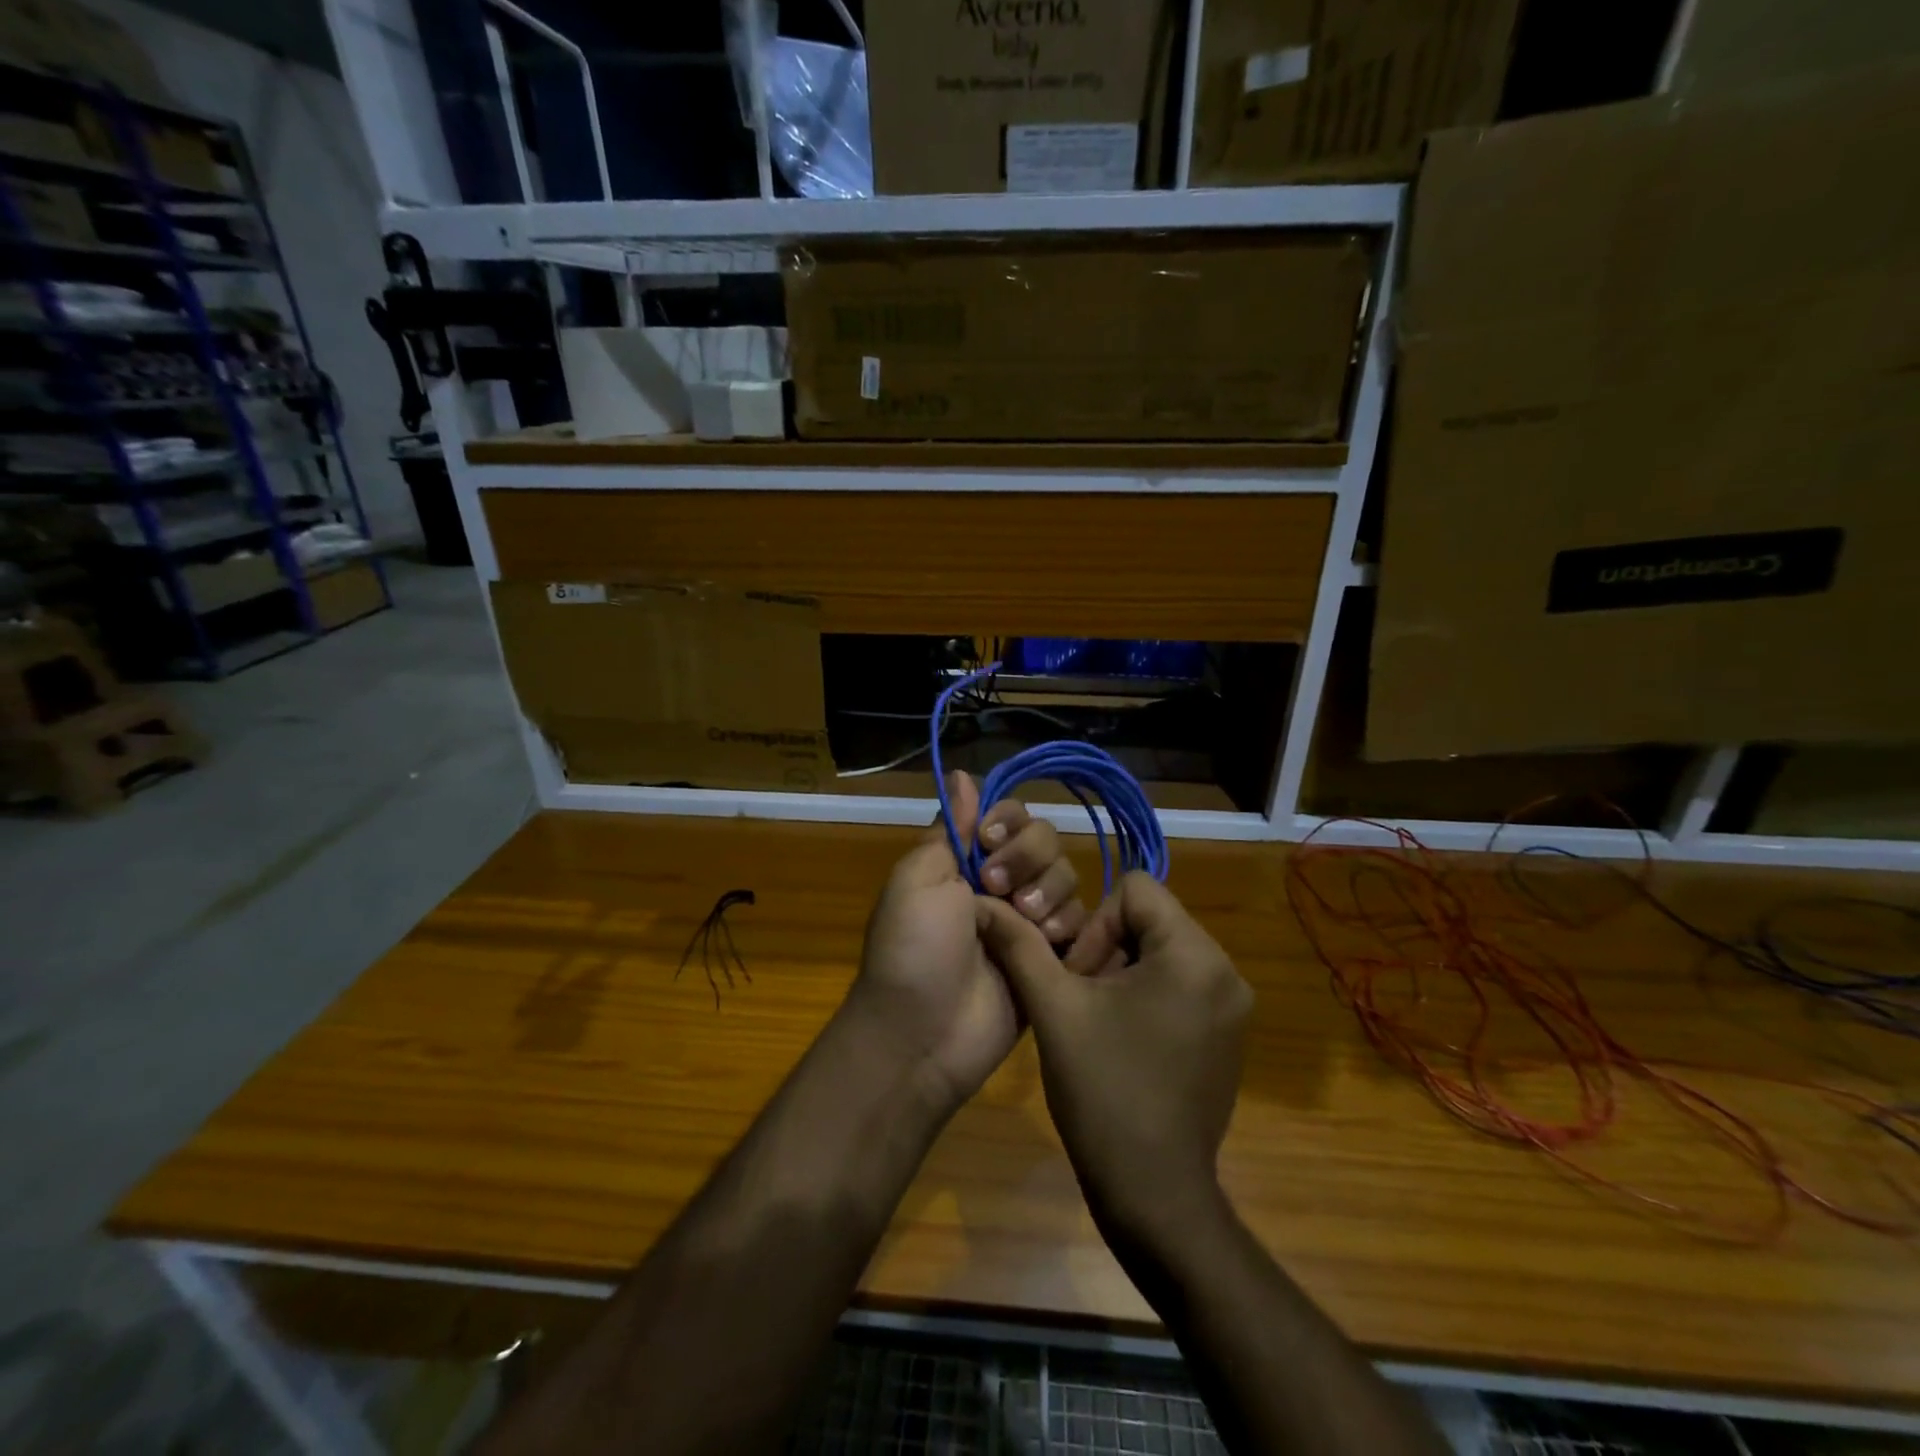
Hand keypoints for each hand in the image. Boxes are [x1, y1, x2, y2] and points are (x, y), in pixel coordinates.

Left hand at [849, 772, 1085, 1112]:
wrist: (922, 1034)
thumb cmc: (913, 949)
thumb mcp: (917, 879)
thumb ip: (949, 828)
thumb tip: (961, 773)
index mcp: (966, 861)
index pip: (1009, 816)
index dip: (1009, 821)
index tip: (991, 840)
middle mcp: (1001, 884)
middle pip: (1046, 841)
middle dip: (1029, 858)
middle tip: (998, 890)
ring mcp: (1028, 922)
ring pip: (1067, 879)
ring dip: (1048, 894)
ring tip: (1025, 925)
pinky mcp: (1052, 959)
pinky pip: (1082, 924)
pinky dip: (1068, 929)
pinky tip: (1049, 947)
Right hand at [977, 873, 1252, 1245]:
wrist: (1153, 1194)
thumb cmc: (1103, 1092)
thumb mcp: (1053, 1008)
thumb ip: (1020, 945)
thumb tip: (984, 905)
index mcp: (1193, 954)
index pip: (1136, 889)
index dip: (1095, 923)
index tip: (1079, 976)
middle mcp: (1226, 971)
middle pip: (1151, 919)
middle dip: (1107, 949)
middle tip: (1082, 1001)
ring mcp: (1233, 1007)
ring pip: (1163, 951)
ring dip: (1123, 972)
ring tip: (1098, 1022)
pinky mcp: (1229, 1035)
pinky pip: (1181, 983)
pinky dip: (1147, 995)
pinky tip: (1123, 1041)